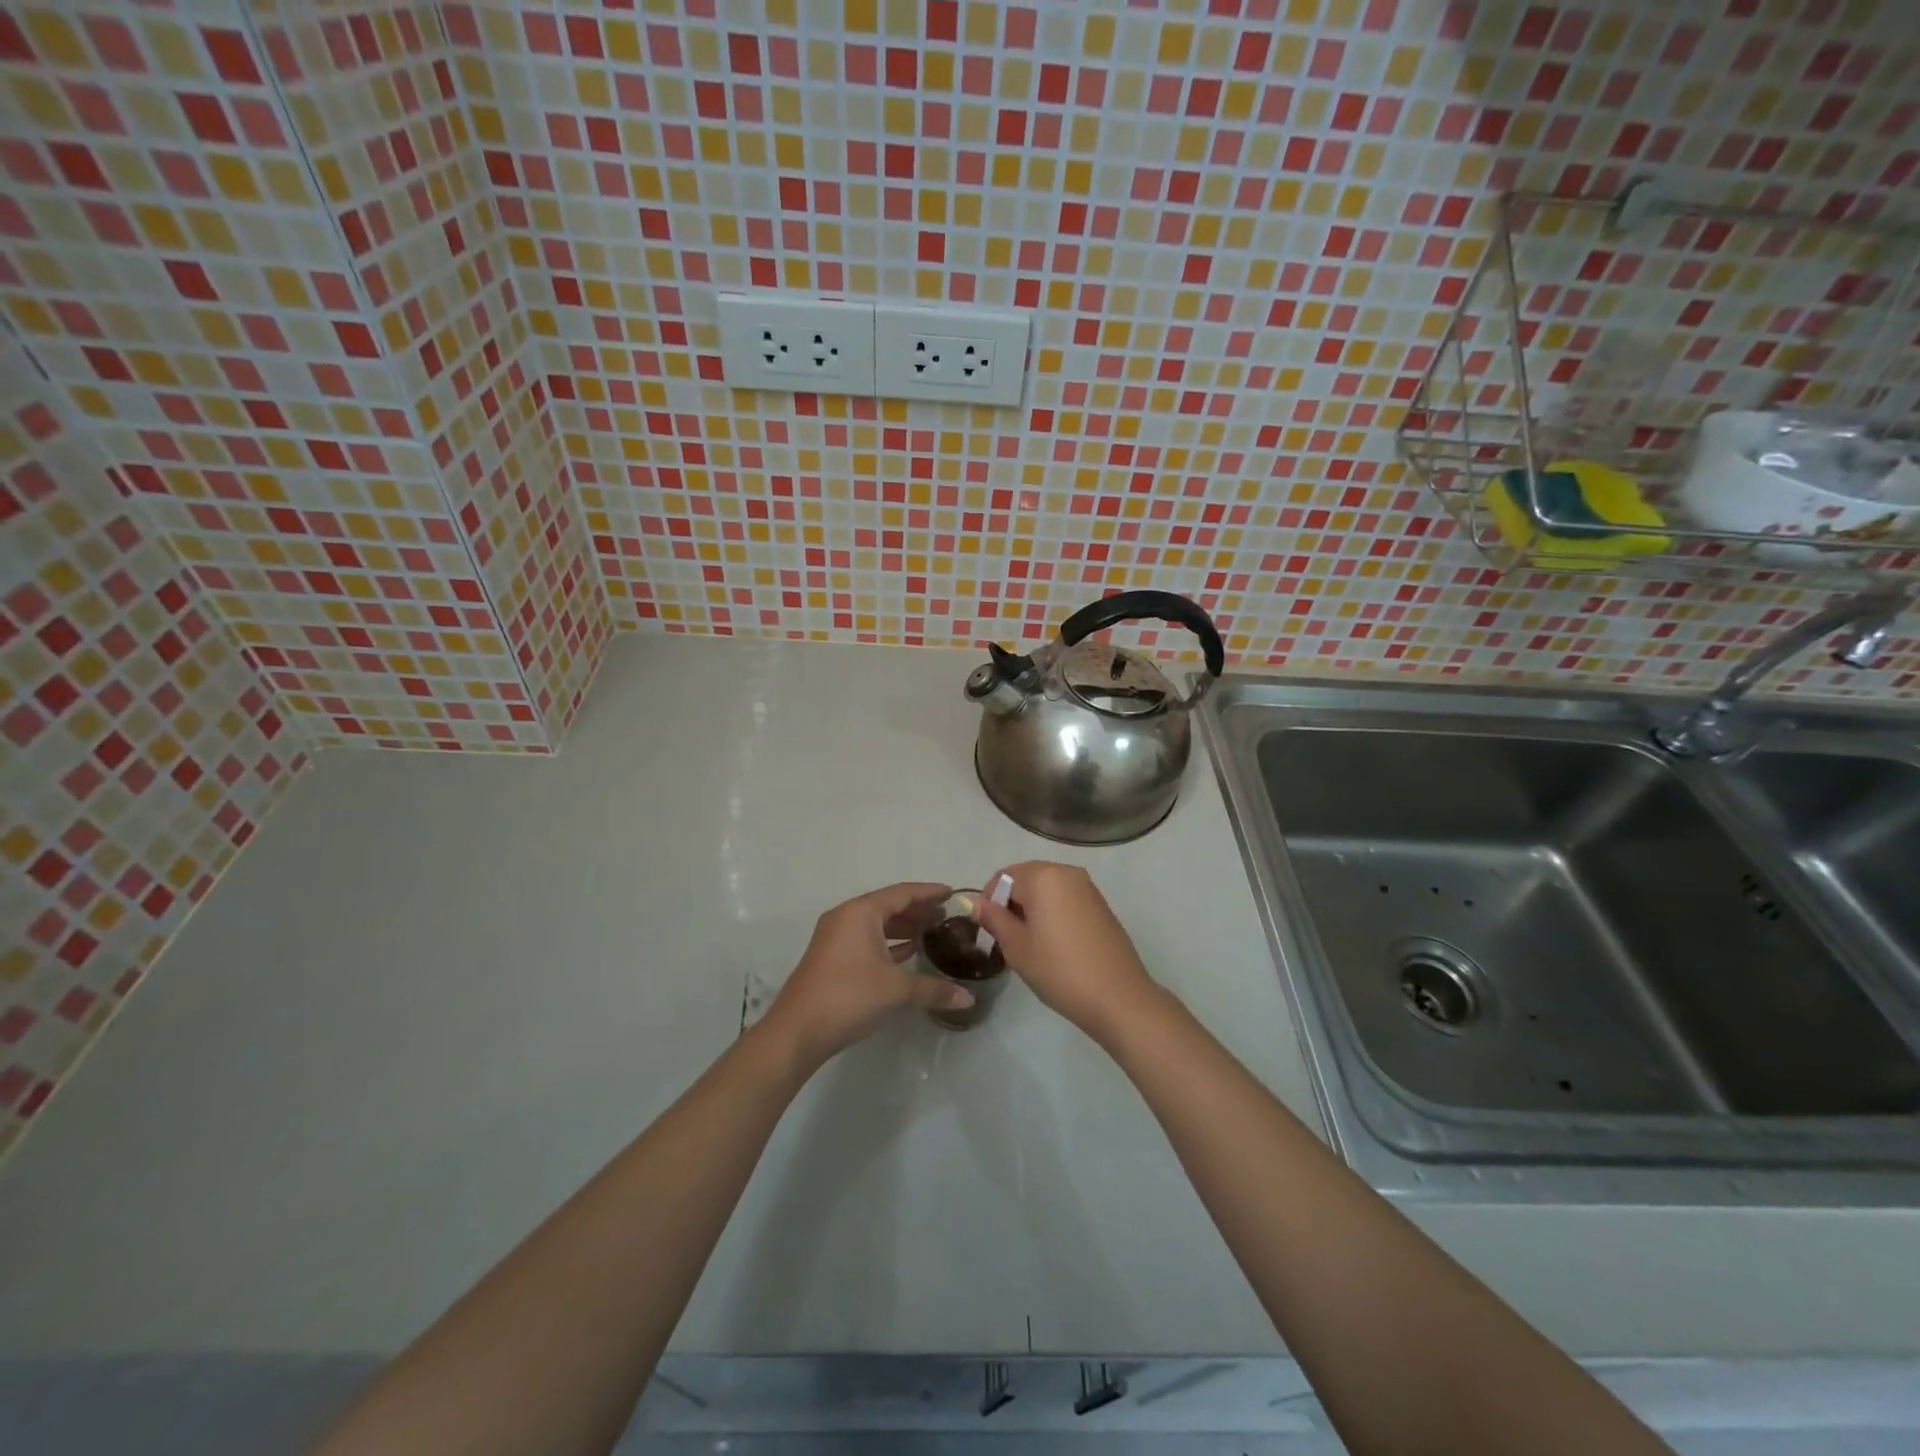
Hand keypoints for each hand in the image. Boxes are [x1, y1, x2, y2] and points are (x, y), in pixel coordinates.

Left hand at [761, 882, 972, 1067]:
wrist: (796, 1032)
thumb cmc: (848, 997)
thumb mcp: (896, 990)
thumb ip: (934, 989)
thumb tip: (969, 998)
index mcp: (860, 913)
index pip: (902, 893)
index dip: (929, 892)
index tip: (954, 893)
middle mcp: (846, 918)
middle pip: (889, 906)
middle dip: (918, 910)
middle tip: (949, 917)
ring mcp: (835, 938)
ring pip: (877, 925)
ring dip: (903, 928)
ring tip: (933, 934)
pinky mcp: (832, 958)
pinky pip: (867, 940)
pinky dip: (889, 943)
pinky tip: (908, 955)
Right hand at [974, 862, 1159, 1042]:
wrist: (1118, 998)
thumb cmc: (1060, 970)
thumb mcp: (1017, 947)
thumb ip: (995, 919)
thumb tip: (977, 903)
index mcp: (1044, 876)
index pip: (1003, 877)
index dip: (990, 901)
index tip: (989, 930)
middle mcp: (1067, 872)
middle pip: (1026, 878)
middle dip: (1011, 903)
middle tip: (1007, 939)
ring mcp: (1088, 887)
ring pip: (1047, 889)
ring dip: (1032, 908)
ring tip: (1030, 944)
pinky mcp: (1101, 905)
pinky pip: (1066, 899)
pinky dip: (1053, 912)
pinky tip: (1055, 944)